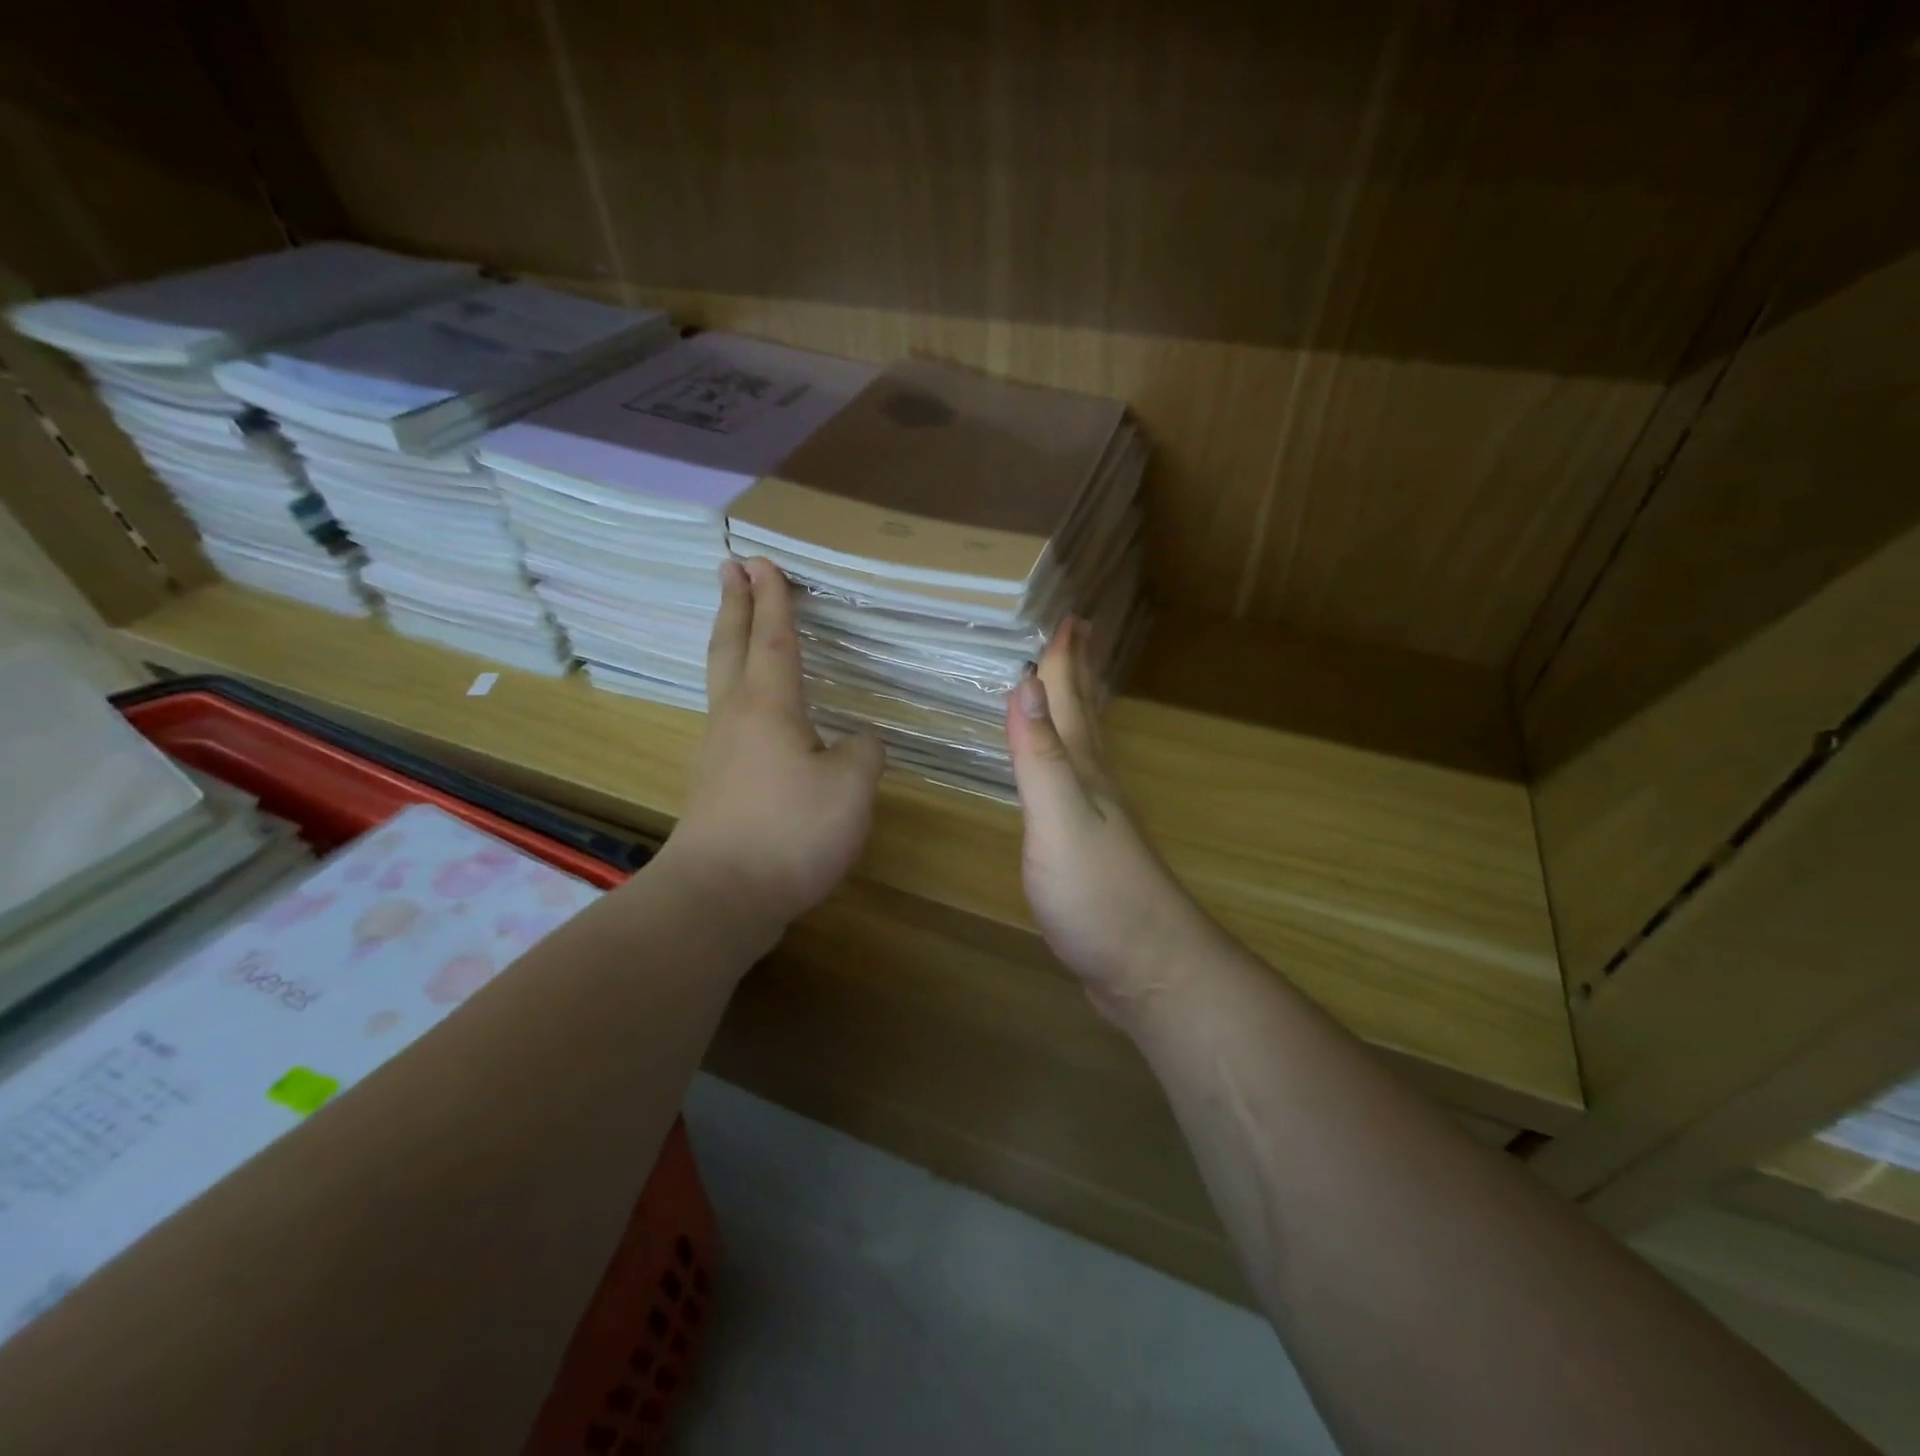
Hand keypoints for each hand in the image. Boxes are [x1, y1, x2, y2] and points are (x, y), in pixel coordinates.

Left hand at [662, 557, 883, 936]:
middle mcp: (736, 719)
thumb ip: (864, 751)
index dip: (773, 599)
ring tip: (737, 629)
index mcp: (769, 706)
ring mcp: (719, 754)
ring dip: (730, 645)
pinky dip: (738, 695)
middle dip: (733, 605)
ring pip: (723, 683)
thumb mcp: (851, 786)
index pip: (774, 639)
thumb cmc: (789, 830)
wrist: (720, 897)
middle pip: (730, 648)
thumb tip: (857, 739)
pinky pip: (730, 721)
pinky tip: (756, 716)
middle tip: (728, 568)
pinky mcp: (716, 787)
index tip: (762, 561)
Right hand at [1005, 620, 1204, 1020]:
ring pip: (1083, 749)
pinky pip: (1075, 784)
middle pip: (1085, 717)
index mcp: (1085, 771)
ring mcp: (1097, 820)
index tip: (1066, 616)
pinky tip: (1065, 772)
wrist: (1146, 967)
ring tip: (1067, 689)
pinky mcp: (1090, 851)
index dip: (1064, 659)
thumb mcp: (1060, 818)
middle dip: (1076, 674)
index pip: (1070, 701)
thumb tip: (1025, 684)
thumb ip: (1040, 755)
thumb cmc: (1097, 893)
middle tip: (1076, 634)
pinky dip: (1065, 761)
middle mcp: (1095, 785)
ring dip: (1075, 712)